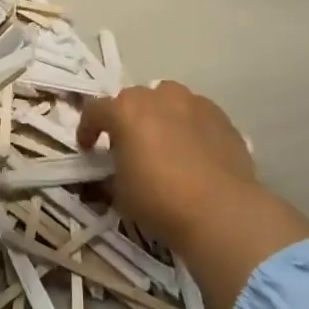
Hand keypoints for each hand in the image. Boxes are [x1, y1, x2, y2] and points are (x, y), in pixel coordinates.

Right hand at [79, 82, 308, 308]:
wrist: (221, 211)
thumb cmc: (159, 200)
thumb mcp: (119, 192)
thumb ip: (112, 171)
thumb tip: (113, 171)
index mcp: (125, 111)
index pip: (95, 110)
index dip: (87, 129)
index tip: (88, 149)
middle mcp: (158, 97)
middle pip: (132, 100)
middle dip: (126, 119)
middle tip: (128, 146)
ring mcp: (193, 103)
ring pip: (167, 100)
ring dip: (159, 116)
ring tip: (163, 143)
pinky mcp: (221, 117)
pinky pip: (196, 114)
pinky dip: (188, 126)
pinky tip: (194, 152)